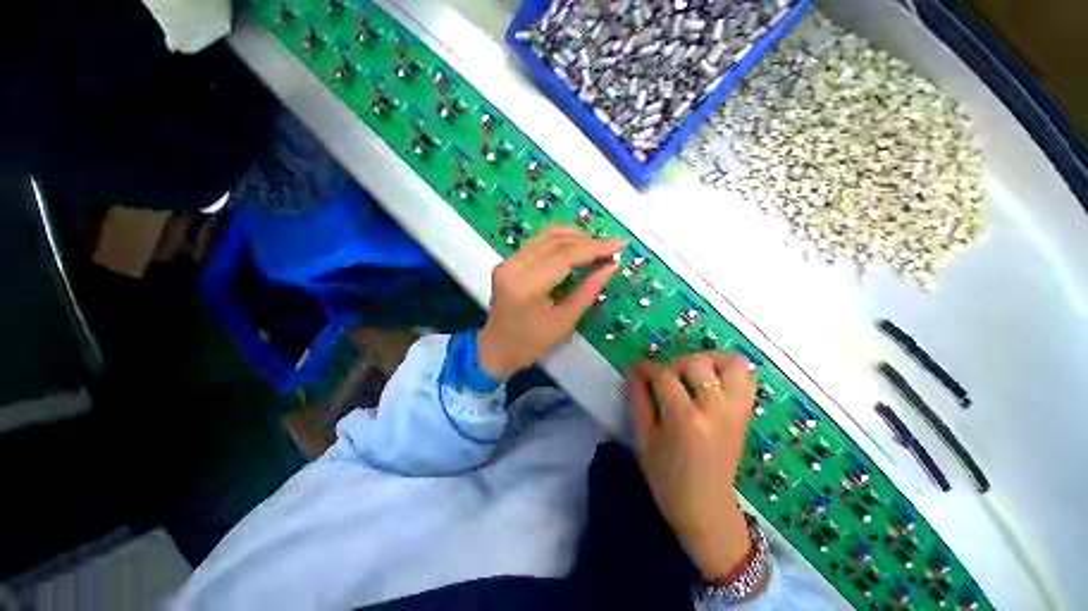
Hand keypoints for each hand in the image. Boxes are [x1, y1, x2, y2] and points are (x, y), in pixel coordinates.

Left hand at [476, 226, 622, 377]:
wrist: (497, 348)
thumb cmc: (532, 343)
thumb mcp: (565, 320)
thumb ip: (589, 289)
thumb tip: (612, 265)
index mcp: (526, 286)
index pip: (565, 256)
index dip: (595, 248)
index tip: (619, 244)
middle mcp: (513, 266)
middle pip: (556, 242)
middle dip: (588, 241)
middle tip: (612, 246)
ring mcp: (508, 261)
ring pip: (546, 236)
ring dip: (575, 236)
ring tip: (598, 245)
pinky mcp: (508, 260)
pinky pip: (538, 241)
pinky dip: (560, 239)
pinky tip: (577, 244)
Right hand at [627, 353, 757, 580]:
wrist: (706, 509)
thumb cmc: (667, 478)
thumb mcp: (643, 438)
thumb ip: (637, 398)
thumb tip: (633, 368)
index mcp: (686, 420)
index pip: (664, 376)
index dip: (646, 367)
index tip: (636, 369)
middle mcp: (716, 410)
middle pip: (697, 363)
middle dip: (674, 363)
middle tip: (663, 377)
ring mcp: (736, 411)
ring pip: (732, 364)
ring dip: (709, 360)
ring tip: (691, 373)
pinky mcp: (745, 415)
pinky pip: (748, 379)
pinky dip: (730, 371)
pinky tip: (711, 381)